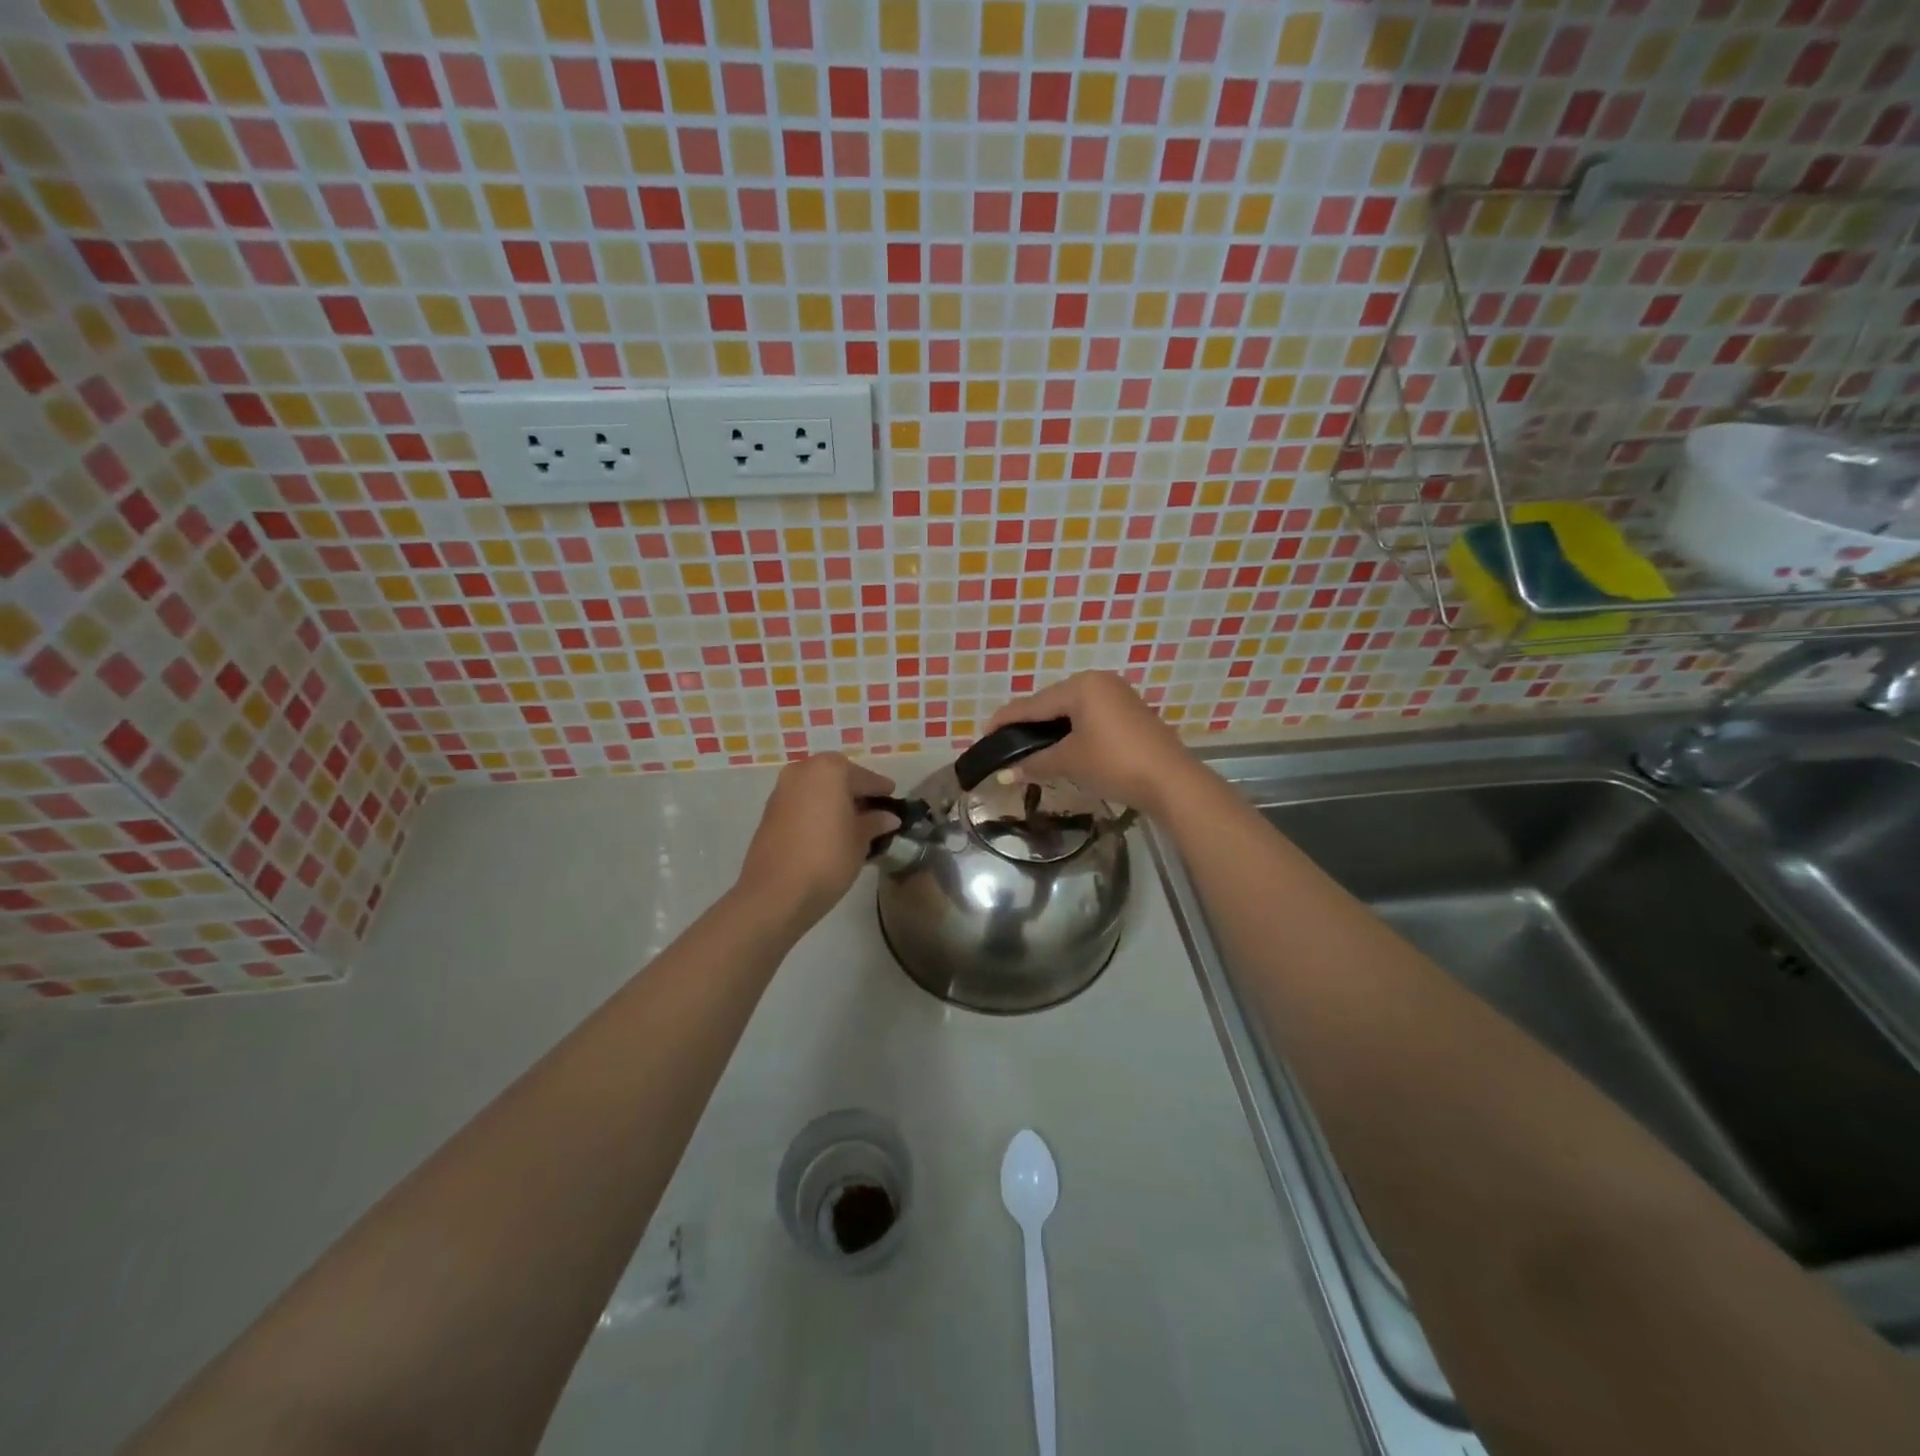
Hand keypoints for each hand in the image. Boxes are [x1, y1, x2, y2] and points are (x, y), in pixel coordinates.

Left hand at [735, 753, 898, 928]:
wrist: (775, 893)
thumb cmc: (827, 859)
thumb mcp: (860, 841)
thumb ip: (875, 823)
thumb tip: (888, 817)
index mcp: (829, 770)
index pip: (864, 778)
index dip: (881, 790)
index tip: (893, 798)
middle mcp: (803, 770)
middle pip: (837, 777)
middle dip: (855, 792)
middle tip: (874, 811)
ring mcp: (782, 790)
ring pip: (817, 789)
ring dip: (834, 801)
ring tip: (853, 824)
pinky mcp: (769, 811)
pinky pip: (802, 802)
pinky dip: (817, 810)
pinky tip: (829, 831)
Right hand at [985, 671, 1194, 815]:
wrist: (1171, 780)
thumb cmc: (1114, 763)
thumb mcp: (1069, 761)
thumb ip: (1034, 763)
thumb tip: (1005, 774)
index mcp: (1081, 686)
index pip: (1033, 703)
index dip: (1006, 720)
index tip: (985, 733)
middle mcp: (1099, 681)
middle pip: (1052, 702)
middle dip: (1029, 723)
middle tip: (1006, 743)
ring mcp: (1118, 695)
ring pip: (1072, 709)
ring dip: (1051, 728)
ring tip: (1030, 747)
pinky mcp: (1131, 712)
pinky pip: (1090, 716)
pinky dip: (1073, 730)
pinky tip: (1063, 746)